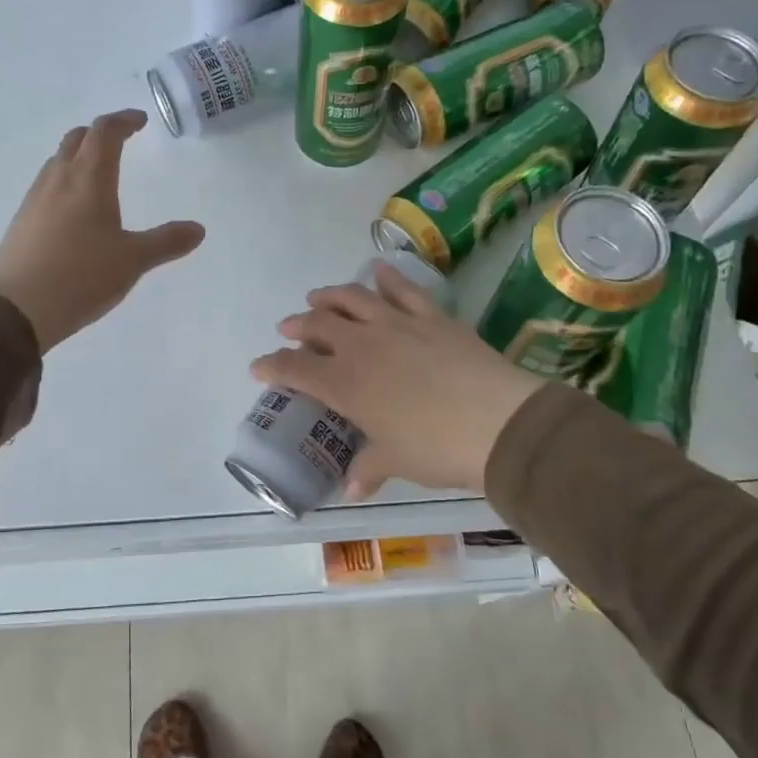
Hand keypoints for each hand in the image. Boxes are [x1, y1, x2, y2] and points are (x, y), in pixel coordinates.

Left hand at [0, 109, 204, 352]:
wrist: (16, 309)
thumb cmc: (81, 276)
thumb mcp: (132, 260)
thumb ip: (166, 242)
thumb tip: (198, 229)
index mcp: (89, 180)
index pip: (105, 133)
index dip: (123, 121)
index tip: (140, 121)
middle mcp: (59, 180)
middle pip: (77, 139)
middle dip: (100, 133)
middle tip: (120, 140)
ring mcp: (35, 200)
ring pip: (58, 161)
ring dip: (79, 155)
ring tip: (98, 172)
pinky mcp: (22, 221)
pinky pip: (46, 186)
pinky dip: (65, 181)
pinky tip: (73, 209)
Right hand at [250, 262, 545, 499]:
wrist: (498, 422)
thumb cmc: (437, 448)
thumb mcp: (397, 461)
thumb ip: (370, 467)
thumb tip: (353, 487)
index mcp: (345, 383)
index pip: (295, 369)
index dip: (272, 366)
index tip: (258, 366)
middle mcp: (362, 346)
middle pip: (318, 325)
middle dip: (297, 326)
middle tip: (289, 328)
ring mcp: (397, 324)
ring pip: (352, 298)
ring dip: (329, 296)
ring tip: (318, 298)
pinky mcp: (431, 315)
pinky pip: (403, 289)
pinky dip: (386, 277)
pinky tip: (377, 270)